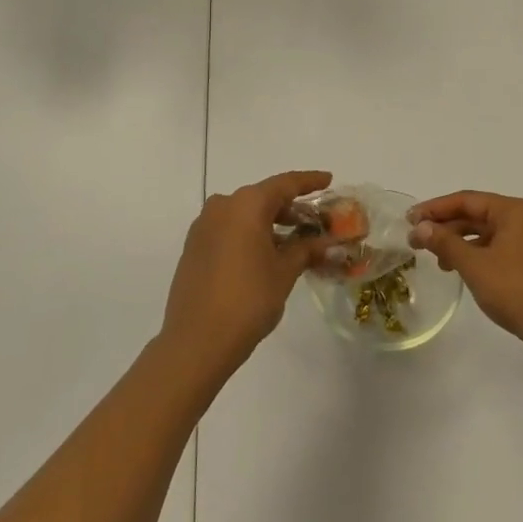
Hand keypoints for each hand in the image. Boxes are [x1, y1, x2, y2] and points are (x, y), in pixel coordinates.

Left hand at [159, 170, 331, 381]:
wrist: (196, 341)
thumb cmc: (248, 299)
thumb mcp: (284, 272)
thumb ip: (306, 250)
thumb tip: (327, 242)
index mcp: (246, 204)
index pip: (285, 184)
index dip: (309, 181)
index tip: (328, 179)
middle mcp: (222, 206)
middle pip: (263, 198)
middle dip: (291, 208)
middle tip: (315, 222)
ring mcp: (204, 226)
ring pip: (245, 214)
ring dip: (270, 223)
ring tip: (294, 241)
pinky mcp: (194, 247)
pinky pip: (229, 229)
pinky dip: (250, 234)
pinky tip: (266, 254)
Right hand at [410, 191, 522, 367]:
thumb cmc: (514, 290)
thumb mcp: (473, 265)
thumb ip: (445, 242)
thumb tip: (420, 227)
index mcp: (513, 211)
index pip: (466, 200)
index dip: (435, 208)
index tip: (409, 218)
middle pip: (476, 214)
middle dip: (445, 226)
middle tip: (416, 238)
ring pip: (485, 232)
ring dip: (458, 242)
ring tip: (436, 259)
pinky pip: (496, 247)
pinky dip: (475, 254)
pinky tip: (459, 269)